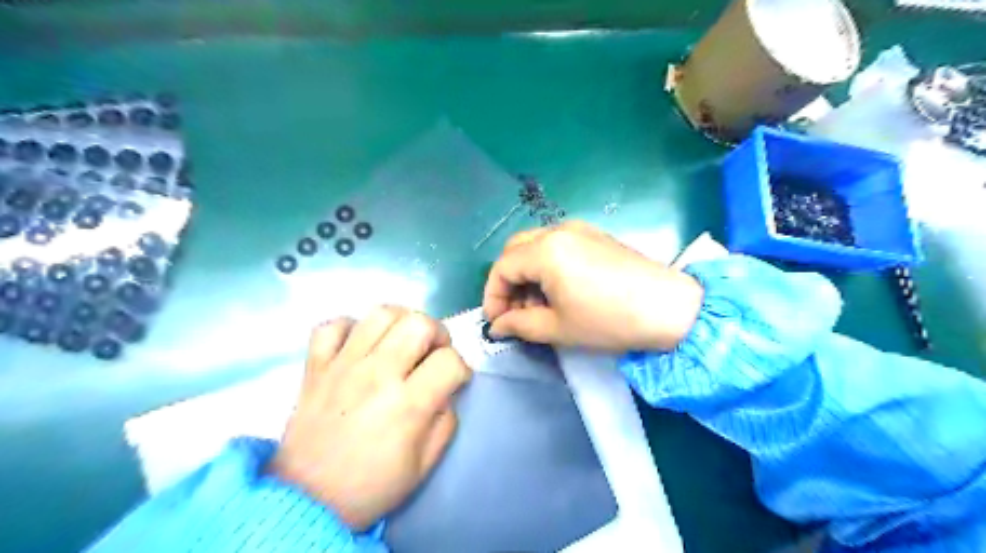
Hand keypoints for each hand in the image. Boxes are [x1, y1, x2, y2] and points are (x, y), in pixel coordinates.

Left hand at [268, 307, 469, 530]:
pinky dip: (350, 328)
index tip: (454, 381)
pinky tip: (359, 346)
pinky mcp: (315, 366)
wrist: (308, 500)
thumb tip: (446, 390)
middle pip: (419, 323)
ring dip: (401, 322)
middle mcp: (377, 375)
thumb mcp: (425, 464)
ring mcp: (343, 365)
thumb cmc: (372, 485)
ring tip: (401, 342)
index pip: (450, 360)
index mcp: (408, 404)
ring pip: (380, 313)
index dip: (461, 369)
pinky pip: (332, 326)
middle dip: (437, 334)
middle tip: (432, 354)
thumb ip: (446, 420)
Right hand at [485, 219, 700, 349]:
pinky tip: (558, 291)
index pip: (502, 267)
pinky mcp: (595, 235)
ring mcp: (579, 229)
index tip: (496, 323)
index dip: (493, 296)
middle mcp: (558, 230)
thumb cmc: (609, 321)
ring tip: (537, 307)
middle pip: (515, 250)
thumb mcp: (558, 328)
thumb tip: (497, 326)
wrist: (669, 309)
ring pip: (535, 246)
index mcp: (546, 250)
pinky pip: (557, 245)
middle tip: (514, 313)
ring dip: (527, 274)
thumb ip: (519, 325)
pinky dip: (546, 266)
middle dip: (508, 282)